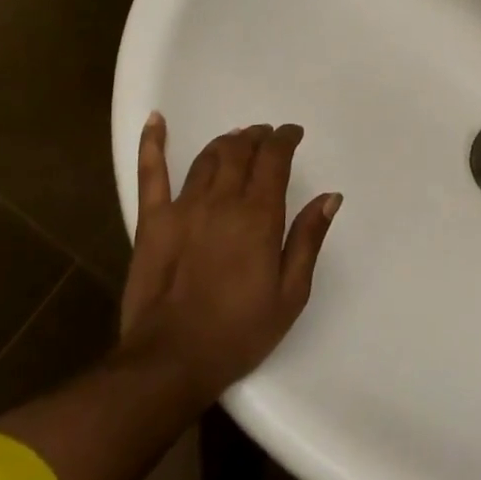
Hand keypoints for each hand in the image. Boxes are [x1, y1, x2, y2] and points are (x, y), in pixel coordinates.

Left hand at [119, 113, 340, 402]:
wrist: (171, 359)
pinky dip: (152, 143)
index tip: (293, 134)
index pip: (274, 160)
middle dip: (258, 138)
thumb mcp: (290, 294)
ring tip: (237, 139)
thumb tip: (330, 196)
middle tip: (267, 137)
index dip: (285, 139)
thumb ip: (308, 239)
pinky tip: (156, 120)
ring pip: (207, 157)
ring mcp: (183, 207)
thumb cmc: (239, 332)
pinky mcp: (152, 220)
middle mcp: (222, 200)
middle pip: (241, 151)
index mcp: (259, 216)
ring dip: (225, 141)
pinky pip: (151, 173)